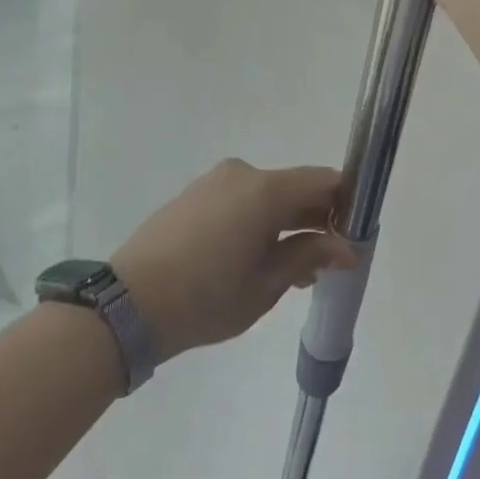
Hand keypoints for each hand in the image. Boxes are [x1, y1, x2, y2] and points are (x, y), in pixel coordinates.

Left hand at [111, 160, 354, 361]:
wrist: (128, 304)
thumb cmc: (208, 297)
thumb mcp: (267, 283)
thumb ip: (309, 255)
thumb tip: (346, 248)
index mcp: (265, 189)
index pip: (323, 180)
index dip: (345, 202)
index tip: (351, 234)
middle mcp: (241, 174)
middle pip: (294, 187)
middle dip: (315, 218)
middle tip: (324, 261)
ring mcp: (213, 182)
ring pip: (266, 196)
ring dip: (285, 223)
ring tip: (291, 271)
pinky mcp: (192, 196)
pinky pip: (239, 201)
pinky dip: (257, 221)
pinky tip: (255, 259)